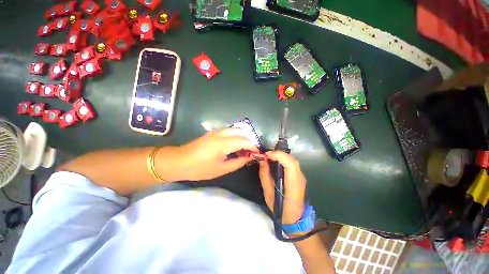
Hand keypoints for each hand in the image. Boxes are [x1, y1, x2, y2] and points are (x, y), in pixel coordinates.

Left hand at [163, 129, 258, 181]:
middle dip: (249, 140)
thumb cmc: (199, 168)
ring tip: (244, 150)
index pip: (245, 141)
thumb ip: (238, 162)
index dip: (253, 147)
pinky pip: (229, 132)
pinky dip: (235, 137)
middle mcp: (221, 133)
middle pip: (241, 132)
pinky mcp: (213, 133)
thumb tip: (249, 157)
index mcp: (223, 143)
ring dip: (242, 138)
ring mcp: (216, 131)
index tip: (257, 153)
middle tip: (251, 151)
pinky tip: (234, 146)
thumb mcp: (221, 169)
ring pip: (235, 130)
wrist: (178, 161)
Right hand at [259, 151, 306, 224]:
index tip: (266, 155)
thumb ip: (265, 175)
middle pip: (292, 160)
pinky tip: (276, 162)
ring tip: (270, 157)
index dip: (279, 156)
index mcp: (293, 185)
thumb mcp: (268, 193)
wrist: (295, 219)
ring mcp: (301, 177)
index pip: (290, 164)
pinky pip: (292, 164)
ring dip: (281, 156)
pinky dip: (283, 159)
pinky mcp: (299, 177)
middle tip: (266, 155)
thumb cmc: (280, 209)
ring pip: (292, 160)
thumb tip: (262, 160)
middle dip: (279, 154)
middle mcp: (300, 178)